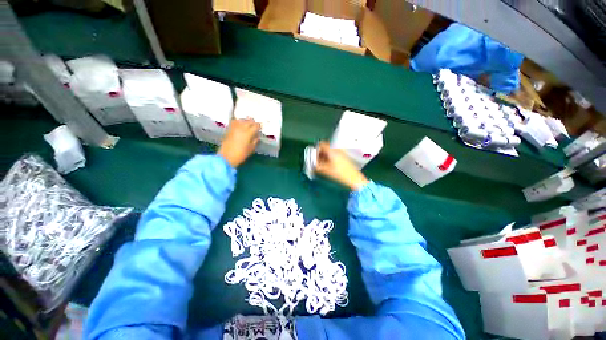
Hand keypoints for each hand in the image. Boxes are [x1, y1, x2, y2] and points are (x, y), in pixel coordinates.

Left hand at [218, 118, 260, 167]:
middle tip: (256, 126)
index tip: (261, 128)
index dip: (259, 126)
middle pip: (249, 121)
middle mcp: (241, 127)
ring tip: (248, 124)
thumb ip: (255, 141)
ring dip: (246, 121)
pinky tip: (240, 125)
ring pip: (242, 119)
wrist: (226, 157)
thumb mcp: (251, 149)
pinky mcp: (229, 129)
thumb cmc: (241, 154)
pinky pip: (235, 122)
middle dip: (253, 122)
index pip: (256, 125)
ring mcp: (234, 127)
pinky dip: (239, 122)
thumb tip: (257, 136)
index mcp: (248, 133)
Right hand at [315, 142, 369, 190]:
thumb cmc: (339, 173)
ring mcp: (342, 153)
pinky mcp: (344, 157)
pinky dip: (329, 157)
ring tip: (321, 164)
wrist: (354, 178)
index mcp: (332, 150)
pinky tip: (328, 165)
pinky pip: (334, 154)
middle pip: (326, 147)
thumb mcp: (326, 170)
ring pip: (330, 151)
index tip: (313, 156)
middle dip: (319, 153)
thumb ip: (317, 166)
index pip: (321, 144)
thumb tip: (311, 165)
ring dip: (324, 156)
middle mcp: (337, 149)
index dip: (316, 149)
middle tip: (316, 160)